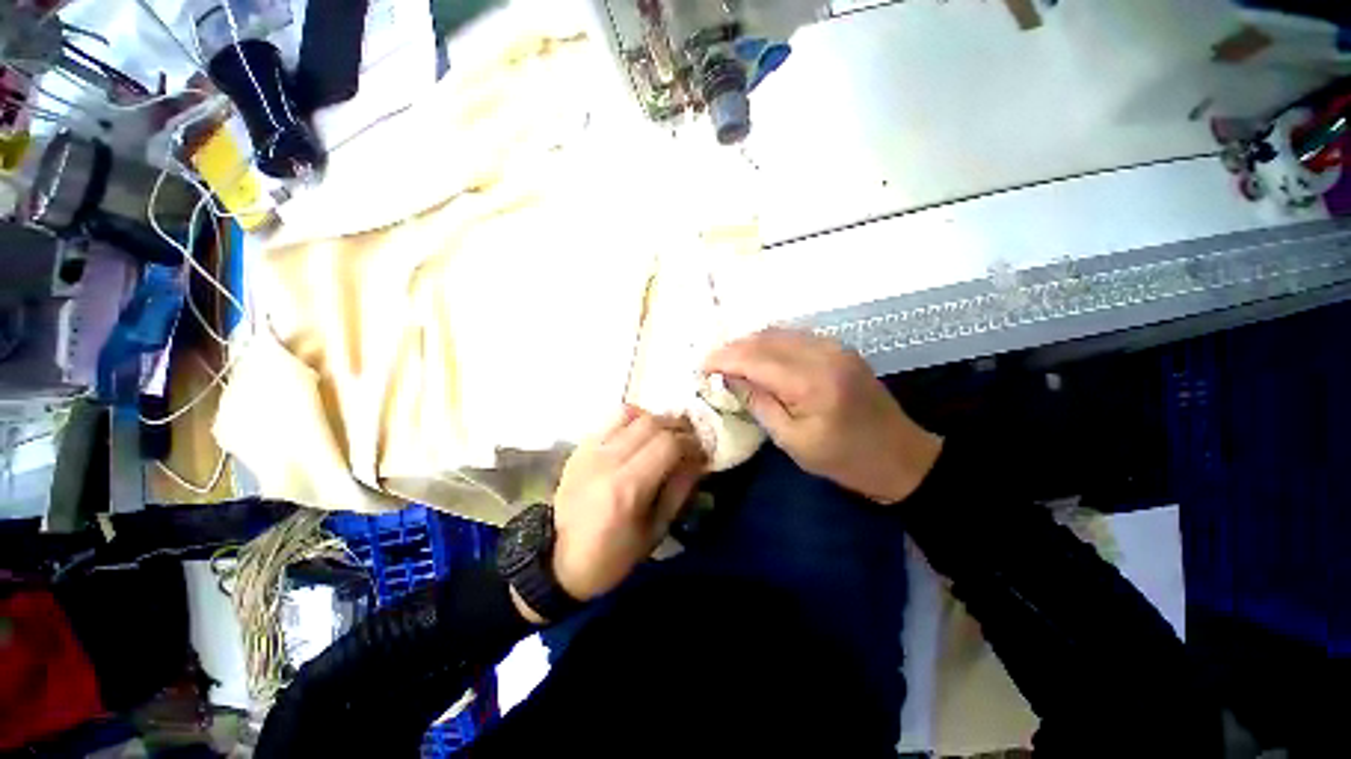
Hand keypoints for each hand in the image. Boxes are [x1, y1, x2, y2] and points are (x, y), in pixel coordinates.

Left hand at [549, 408, 706, 601]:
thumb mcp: (655, 531)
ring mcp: (590, 449)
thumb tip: (698, 460)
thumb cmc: (613, 554)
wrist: (558, 559)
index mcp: (627, 487)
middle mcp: (608, 460)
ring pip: (631, 414)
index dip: (690, 443)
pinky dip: (632, 420)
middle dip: (678, 427)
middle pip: (652, 423)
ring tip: (664, 435)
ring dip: (655, 420)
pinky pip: (611, 418)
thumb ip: (679, 490)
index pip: (668, 444)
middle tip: (688, 440)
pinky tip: (638, 435)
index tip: (700, 452)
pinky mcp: (581, 447)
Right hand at [704, 328, 941, 504]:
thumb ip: (759, 404)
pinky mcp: (839, 348)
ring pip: (779, 332)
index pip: (755, 358)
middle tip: (711, 365)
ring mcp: (834, 346)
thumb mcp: (793, 441)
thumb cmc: (844, 459)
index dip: (723, 359)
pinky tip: (759, 357)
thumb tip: (729, 379)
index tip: (701, 367)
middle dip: (733, 348)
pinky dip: (770, 343)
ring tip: (730, 361)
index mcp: (811, 382)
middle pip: (765, 339)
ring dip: (750, 343)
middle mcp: (822, 354)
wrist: (901, 456)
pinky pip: (795, 336)